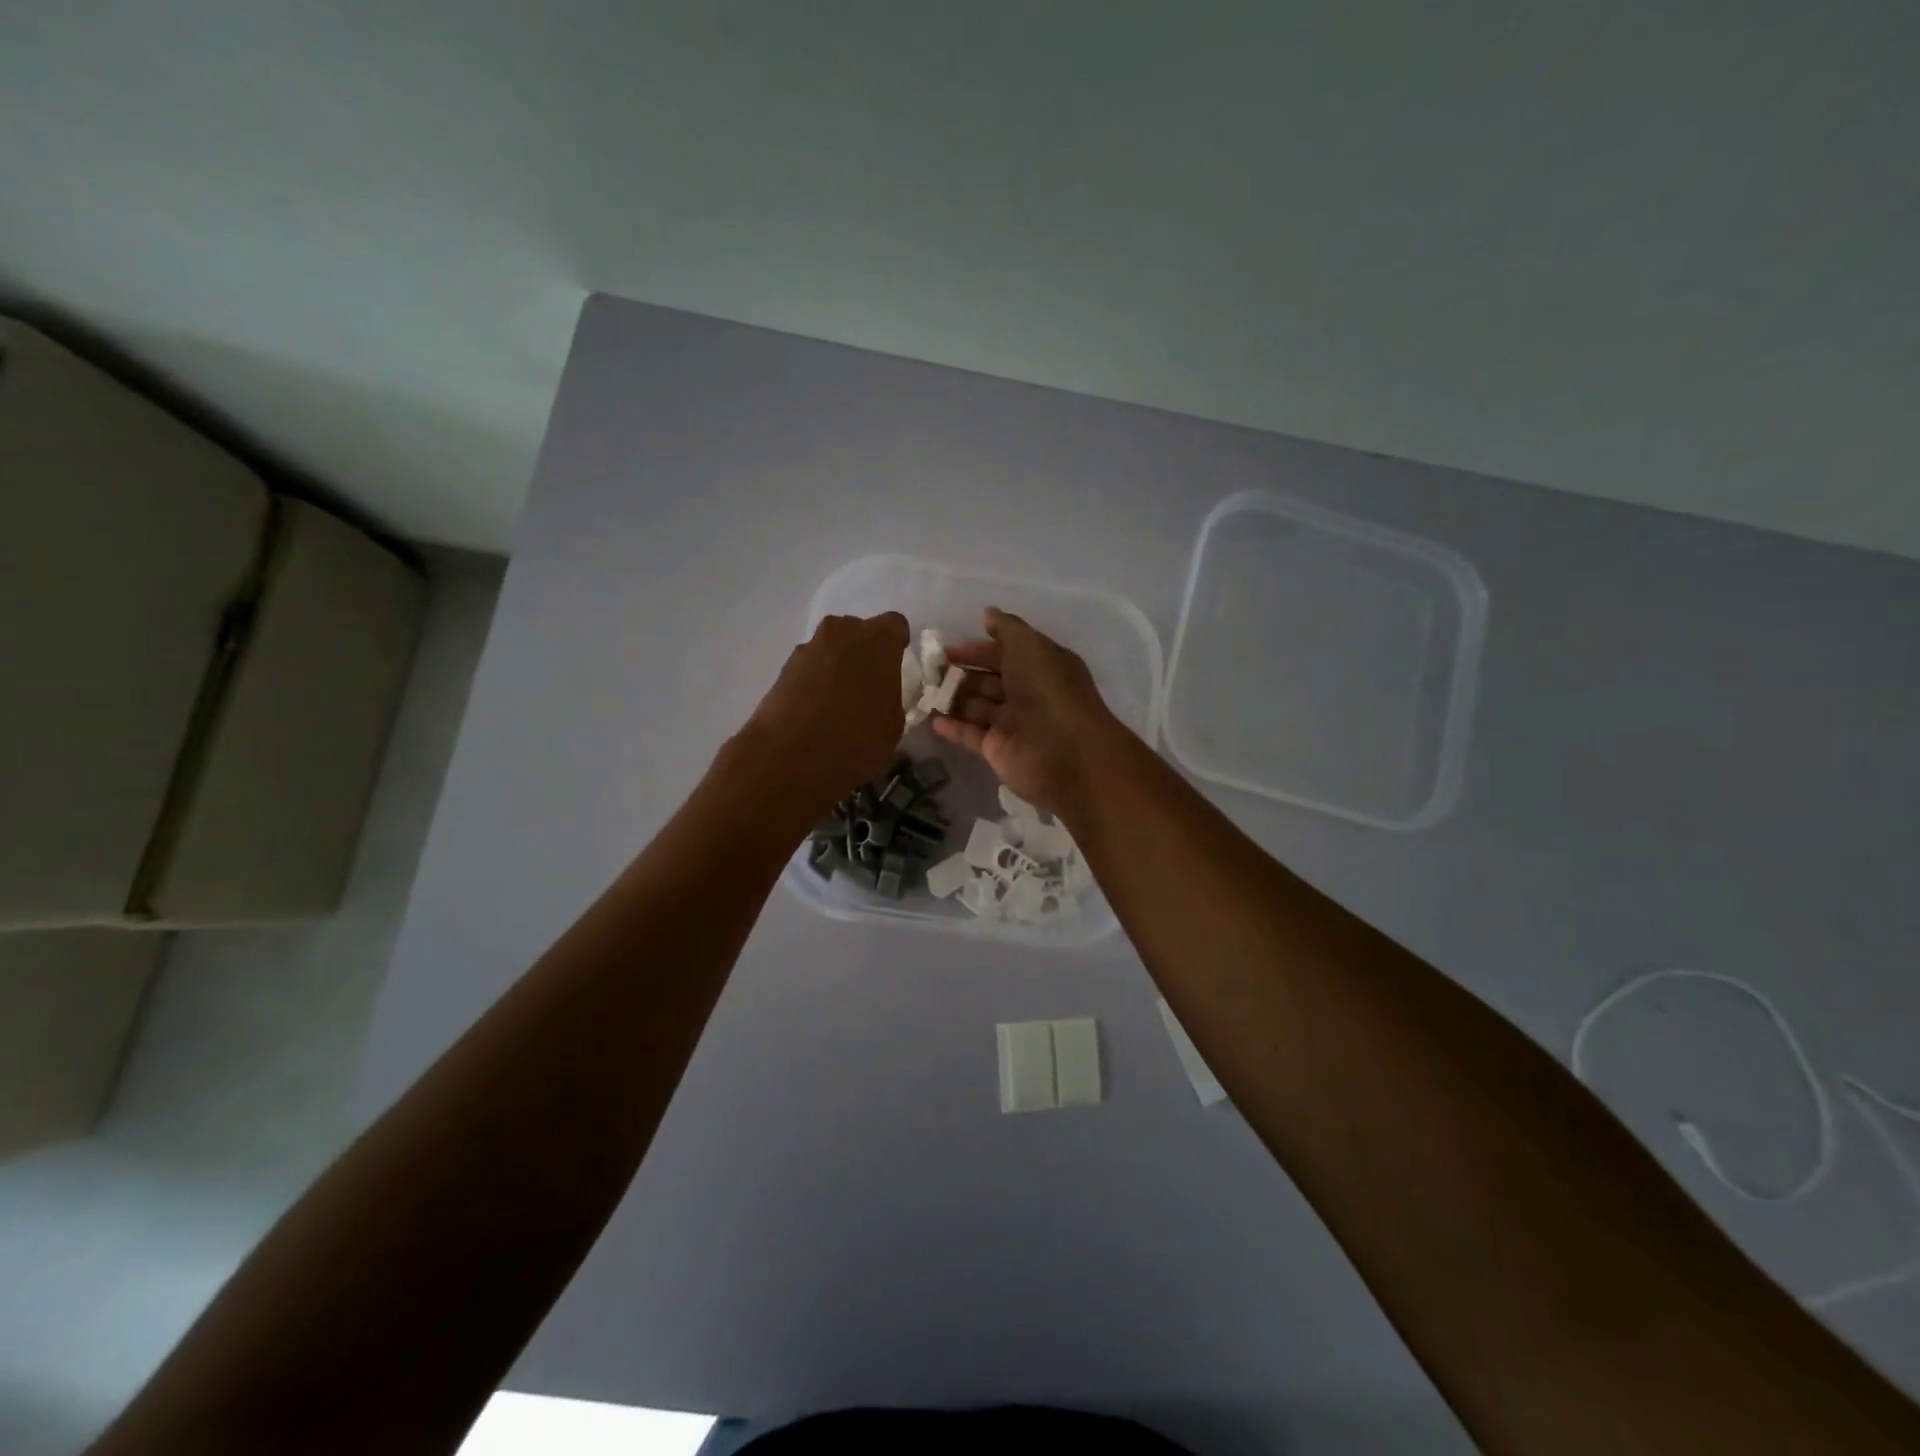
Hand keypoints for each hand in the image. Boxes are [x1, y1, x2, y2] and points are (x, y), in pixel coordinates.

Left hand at [739, 612, 909, 808]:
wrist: (788, 757)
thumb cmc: (855, 740)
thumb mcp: (893, 726)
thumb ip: (891, 699)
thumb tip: (880, 697)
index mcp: (877, 641)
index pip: (895, 625)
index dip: (897, 644)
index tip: (896, 665)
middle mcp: (841, 633)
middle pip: (858, 631)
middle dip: (865, 652)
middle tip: (869, 684)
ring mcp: (808, 648)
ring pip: (831, 648)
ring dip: (837, 665)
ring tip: (839, 701)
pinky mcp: (783, 668)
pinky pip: (809, 667)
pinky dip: (815, 681)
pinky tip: (816, 711)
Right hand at [932, 607, 1123, 813]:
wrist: (1064, 751)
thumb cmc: (1047, 690)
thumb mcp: (1029, 646)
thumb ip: (1007, 628)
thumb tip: (988, 613)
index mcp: (1040, 666)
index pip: (1004, 653)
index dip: (977, 649)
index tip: (946, 649)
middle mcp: (1028, 693)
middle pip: (988, 680)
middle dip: (961, 674)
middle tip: (930, 671)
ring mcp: (1013, 724)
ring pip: (977, 706)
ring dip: (953, 699)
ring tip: (924, 692)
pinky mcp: (998, 750)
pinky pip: (971, 735)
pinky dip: (953, 727)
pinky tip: (932, 719)